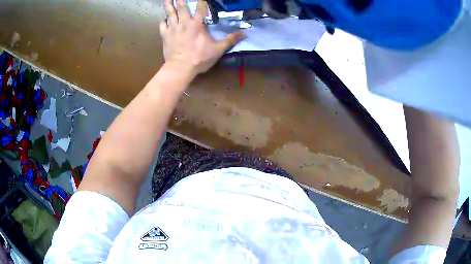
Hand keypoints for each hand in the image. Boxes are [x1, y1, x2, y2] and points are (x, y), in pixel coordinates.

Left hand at [160, 0, 244, 74]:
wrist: (180, 68)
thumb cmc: (200, 58)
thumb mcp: (218, 49)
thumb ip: (230, 40)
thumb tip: (244, 34)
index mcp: (198, 24)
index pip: (200, 8)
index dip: (201, 1)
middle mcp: (184, 23)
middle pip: (182, 7)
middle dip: (180, 0)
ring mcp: (173, 29)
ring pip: (170, 14)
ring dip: (169, 5)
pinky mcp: (165, 36)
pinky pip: (162, 25)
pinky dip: (163, 21)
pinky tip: (163, 19)